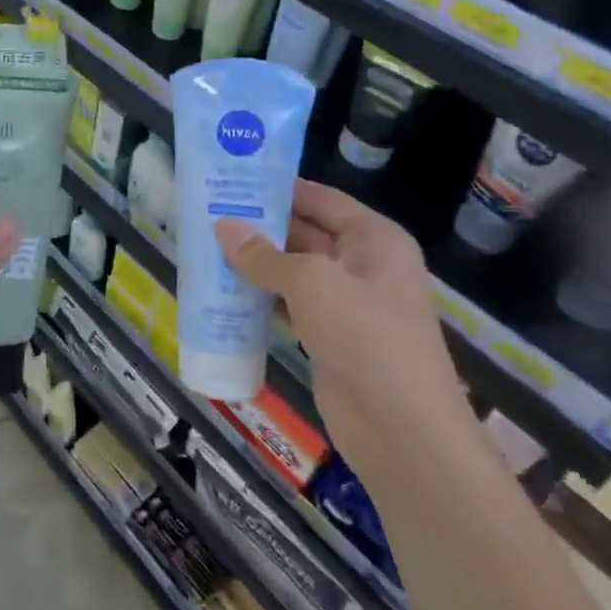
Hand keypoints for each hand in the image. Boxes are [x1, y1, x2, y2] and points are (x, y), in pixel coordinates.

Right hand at [215, 182, 471, 473]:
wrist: (402, 429)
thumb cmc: (364, 336)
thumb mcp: (311, 283)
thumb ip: (264, 255)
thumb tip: (223, 227)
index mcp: (374, 239)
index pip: (321, 199)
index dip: (280, 188)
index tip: (234, 180)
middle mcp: (364, 264)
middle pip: (306, 233)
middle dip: (262, 226)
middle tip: (210, 213)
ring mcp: (348, 304)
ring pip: (295, 271)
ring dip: (257, 263)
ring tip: (208, 246)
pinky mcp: (331, 337)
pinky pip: (291, 305)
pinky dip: (262, 297)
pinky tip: (226, 291)